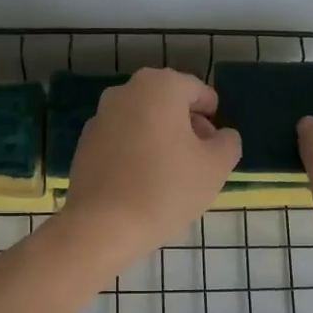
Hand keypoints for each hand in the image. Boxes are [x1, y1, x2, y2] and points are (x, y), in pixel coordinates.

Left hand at [60, 67, 241, 267]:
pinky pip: (121, 140)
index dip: (212, 117)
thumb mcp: (216, 167)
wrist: (103, 225)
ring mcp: (100, 116)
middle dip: (186, 127)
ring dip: (161, 139)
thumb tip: (220, 136)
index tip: (215, 146)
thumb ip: (228, 143)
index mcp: (160, 86)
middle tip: (197, 162)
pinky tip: (142, 183)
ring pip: (143, 121)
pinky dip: (136, 152)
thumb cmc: (167, 189)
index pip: (199, 92)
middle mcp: (125, 91)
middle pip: (168, 103)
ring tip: (171, 176)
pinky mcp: (84, 143)